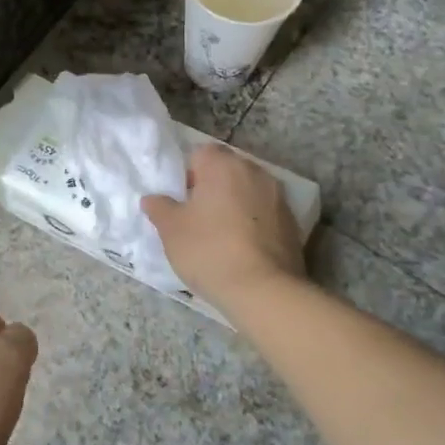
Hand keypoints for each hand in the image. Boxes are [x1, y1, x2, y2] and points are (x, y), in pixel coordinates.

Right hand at [143, 143, 304, 308]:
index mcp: (223, 165)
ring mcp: (278, 196)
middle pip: (226, 170)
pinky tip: (243, 249)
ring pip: (247, 191)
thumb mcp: (171, 230)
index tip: (182, 201)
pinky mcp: (292, 223)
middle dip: (212, 188)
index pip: (200, 154)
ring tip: (221, 235)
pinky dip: (253, 223)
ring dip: (234, 204)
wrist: (264, 291)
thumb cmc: (209, 250)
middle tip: (197, 218)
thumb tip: (152, 199)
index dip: (187, 175)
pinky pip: (264, 213)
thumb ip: (159, 207)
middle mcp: (254, 171)